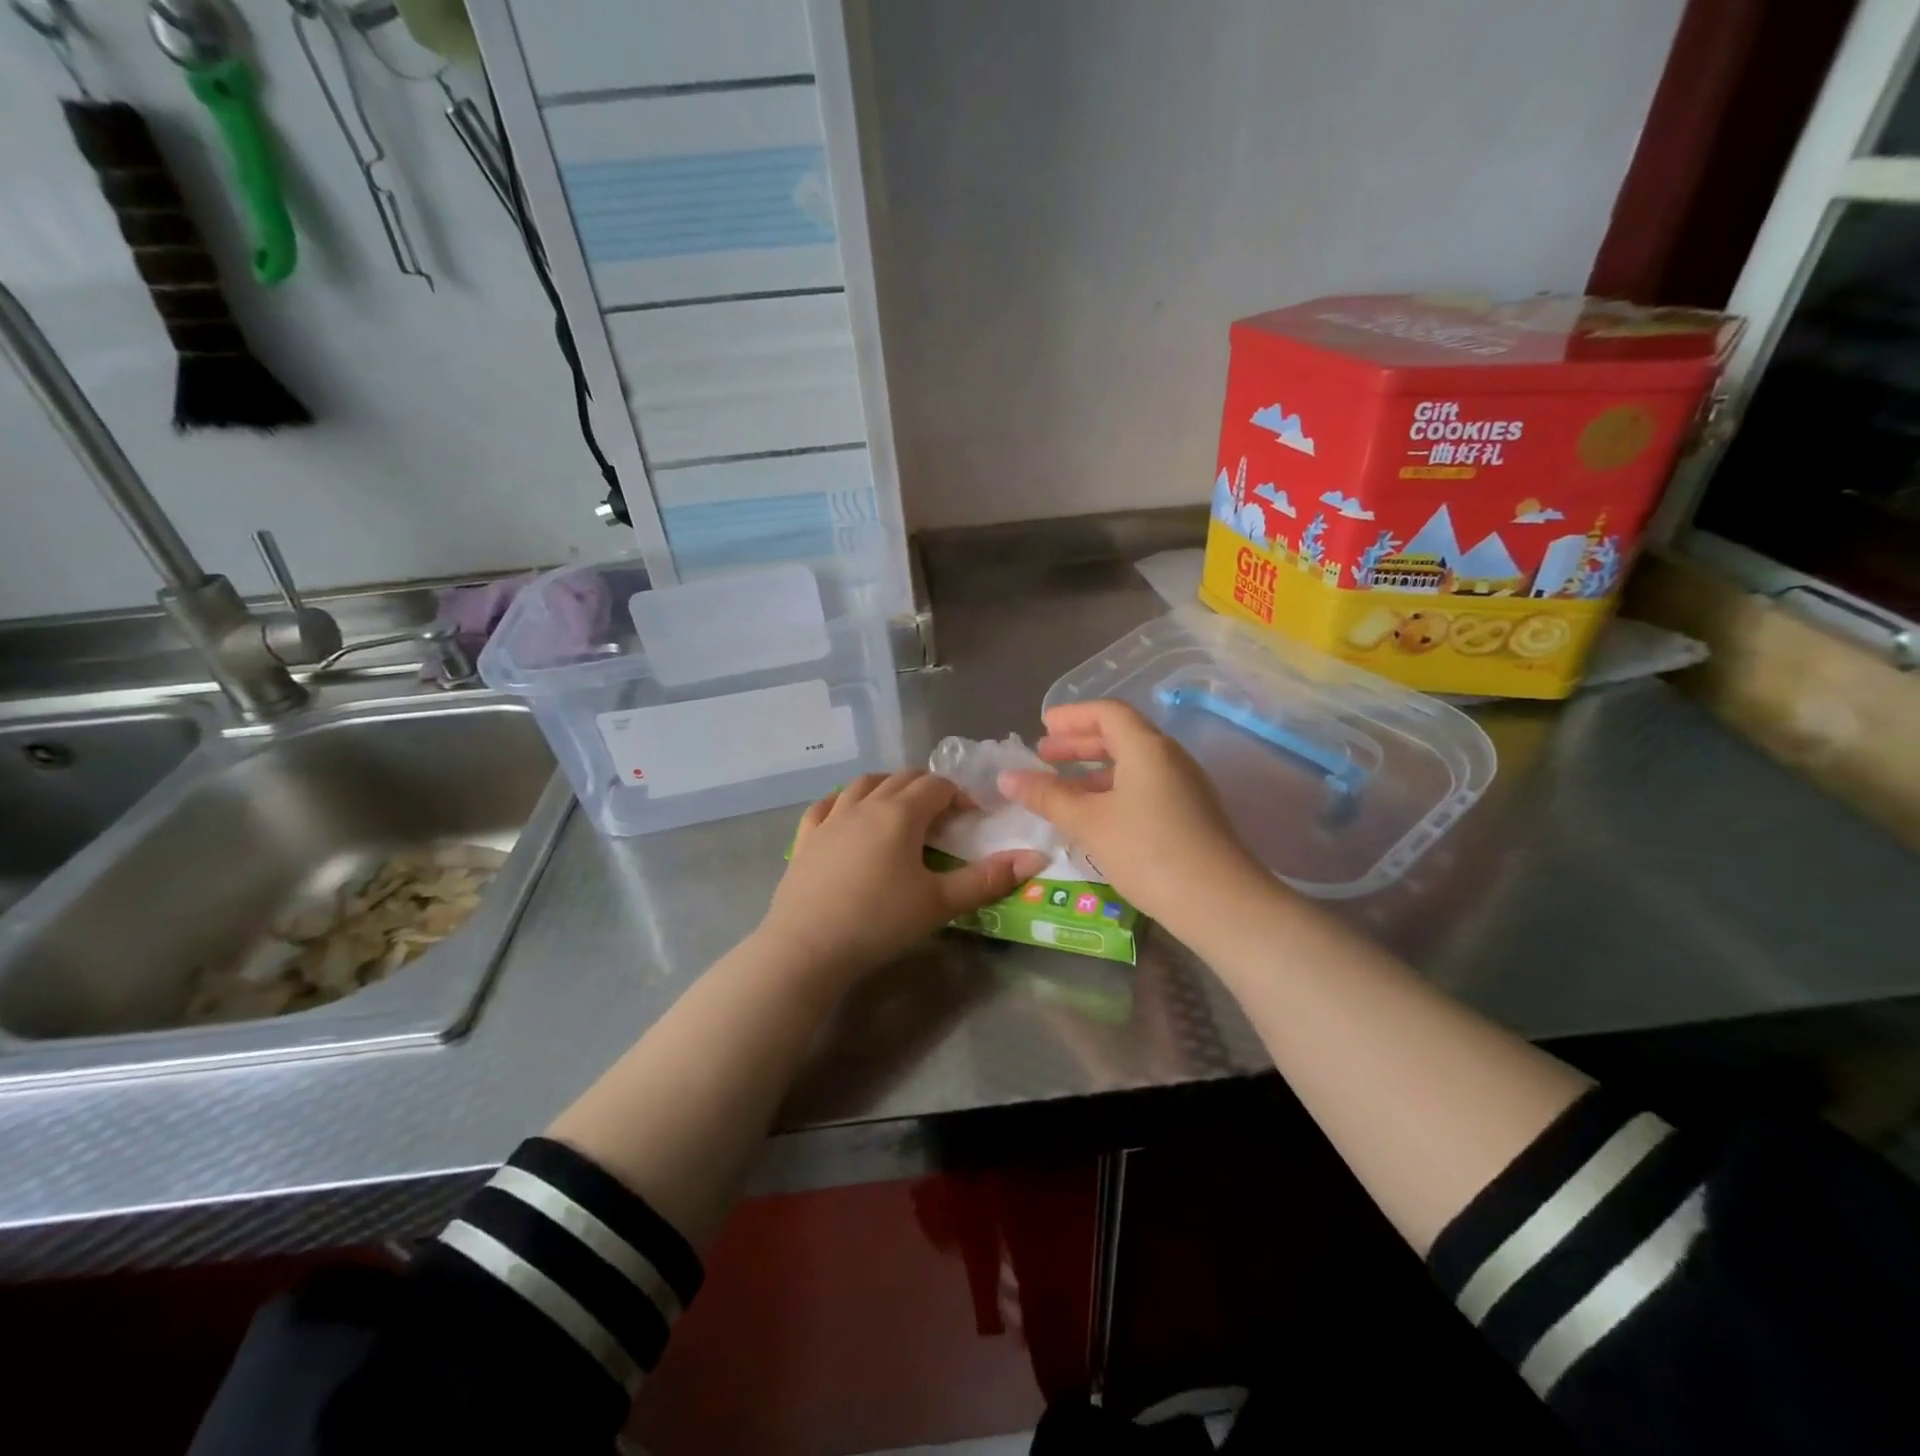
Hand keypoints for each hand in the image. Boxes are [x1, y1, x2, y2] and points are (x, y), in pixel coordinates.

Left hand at [760, 770, 1049, 987]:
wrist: (807, 948)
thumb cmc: (879, 922)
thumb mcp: (940, 903)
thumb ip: (988, 879)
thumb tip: (1035, 858)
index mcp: (900, 813)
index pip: (937, 786)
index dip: (960, 795)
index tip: (974, 817)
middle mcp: (864, 804)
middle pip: (902, 778)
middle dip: (928, 788)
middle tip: (944, 815)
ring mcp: (830, 818)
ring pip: (863, 784)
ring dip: (887, 786)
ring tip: (900, 807)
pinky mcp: (806, 837)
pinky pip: (826, 805)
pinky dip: (843, 801)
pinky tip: (847, 813)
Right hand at [998, 700, 1268, 930]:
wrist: (1220, 903)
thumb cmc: (1148, 851)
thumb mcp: (1089, 822)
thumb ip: (1047, 796)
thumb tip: (1007, 777)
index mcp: (1147, 747)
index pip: (1107, 713)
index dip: (1072, 716)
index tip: (1043, 727)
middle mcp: (1170, 758)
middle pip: (1121, 735)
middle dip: (1079, 743)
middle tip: (1045, 755)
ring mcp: (1185, 787)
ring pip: (1134, 765)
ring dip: (1096, 770)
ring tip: (1064, 789)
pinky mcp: (1191, 815)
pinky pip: (1145, 787)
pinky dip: (1114, 790)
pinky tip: (1097, 817)